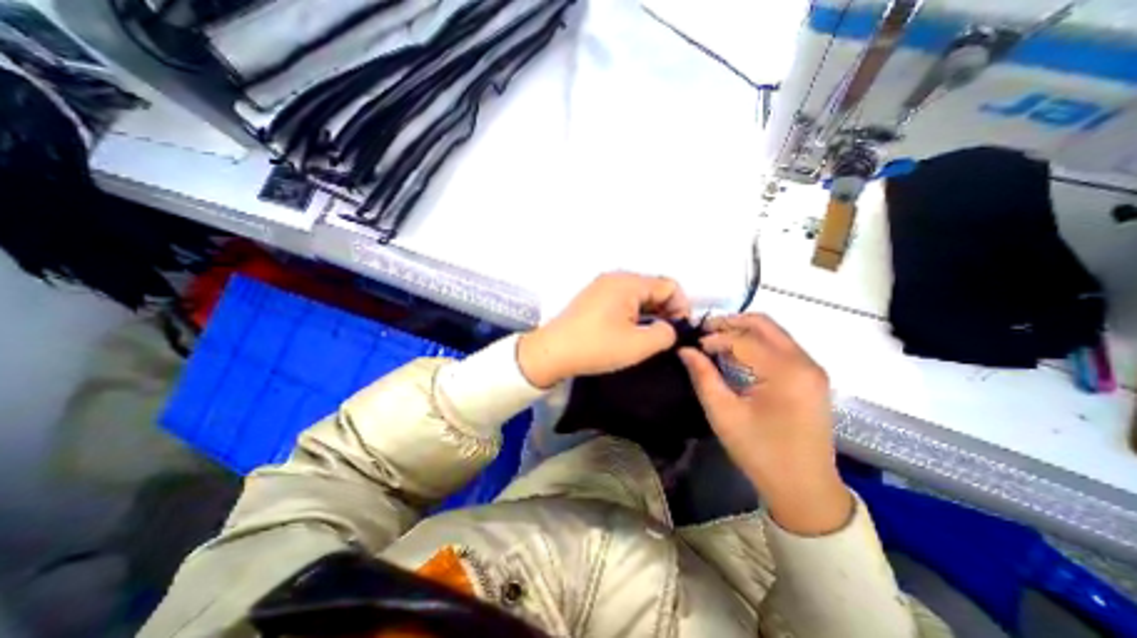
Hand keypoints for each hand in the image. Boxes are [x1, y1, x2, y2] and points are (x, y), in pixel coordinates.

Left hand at [519, 270, 693, 386]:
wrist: (552, 352)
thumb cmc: (596, 347)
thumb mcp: (638, 345)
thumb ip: (665, 334)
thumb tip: (670, 328)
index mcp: (628, 282)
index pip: (669, 286)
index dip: (681, 308)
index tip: (678, 332)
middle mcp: (615, 278)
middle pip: (653, 288)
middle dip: (665, 311)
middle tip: (663, 337)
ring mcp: (602, 286)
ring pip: (638, 295)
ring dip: (649, 314)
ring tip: (647, 337)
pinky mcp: (593, 298)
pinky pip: (623, 300)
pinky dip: (633, 313)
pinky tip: (629, 332)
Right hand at [674, 317, 852, 535]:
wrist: (805, 489)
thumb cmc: (761, 453)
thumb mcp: (724, 415)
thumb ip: (703, 376)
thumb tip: (685, 350)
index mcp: (786, 372)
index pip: (743, 339)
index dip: (713, 339)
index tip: (692, 347)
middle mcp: (804, 362)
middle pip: (763, 324)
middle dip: (729, 323)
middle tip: (703, 332)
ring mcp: (811, 368)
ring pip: (772, 332)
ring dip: (742, 331)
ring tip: (714, 341)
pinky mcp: (810, 377)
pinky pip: (779, 346)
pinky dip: (755, 343)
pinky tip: (735, 354)